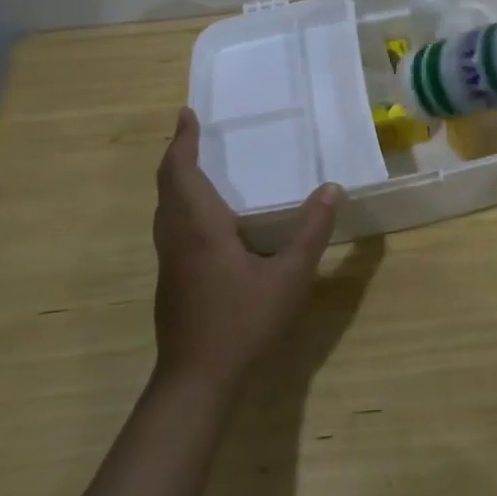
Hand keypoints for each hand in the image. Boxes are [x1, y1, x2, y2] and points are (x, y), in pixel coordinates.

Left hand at [152, 109, 339, 391]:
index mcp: (199, 226)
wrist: (196, 381)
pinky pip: (171, 227)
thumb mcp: (288, 277)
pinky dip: (181, 205)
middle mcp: (177, 237)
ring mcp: (169, 261)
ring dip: (177, 181)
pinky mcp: (171, 281)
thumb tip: (331, 188)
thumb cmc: (241, 322)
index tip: (187, 114)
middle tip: (193, 133)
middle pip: (167, 186)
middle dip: (178, 155)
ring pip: (165, 208)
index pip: (180, 171)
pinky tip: (206, 219)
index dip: (182, 141)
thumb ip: (310, 232)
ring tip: (199, 166)